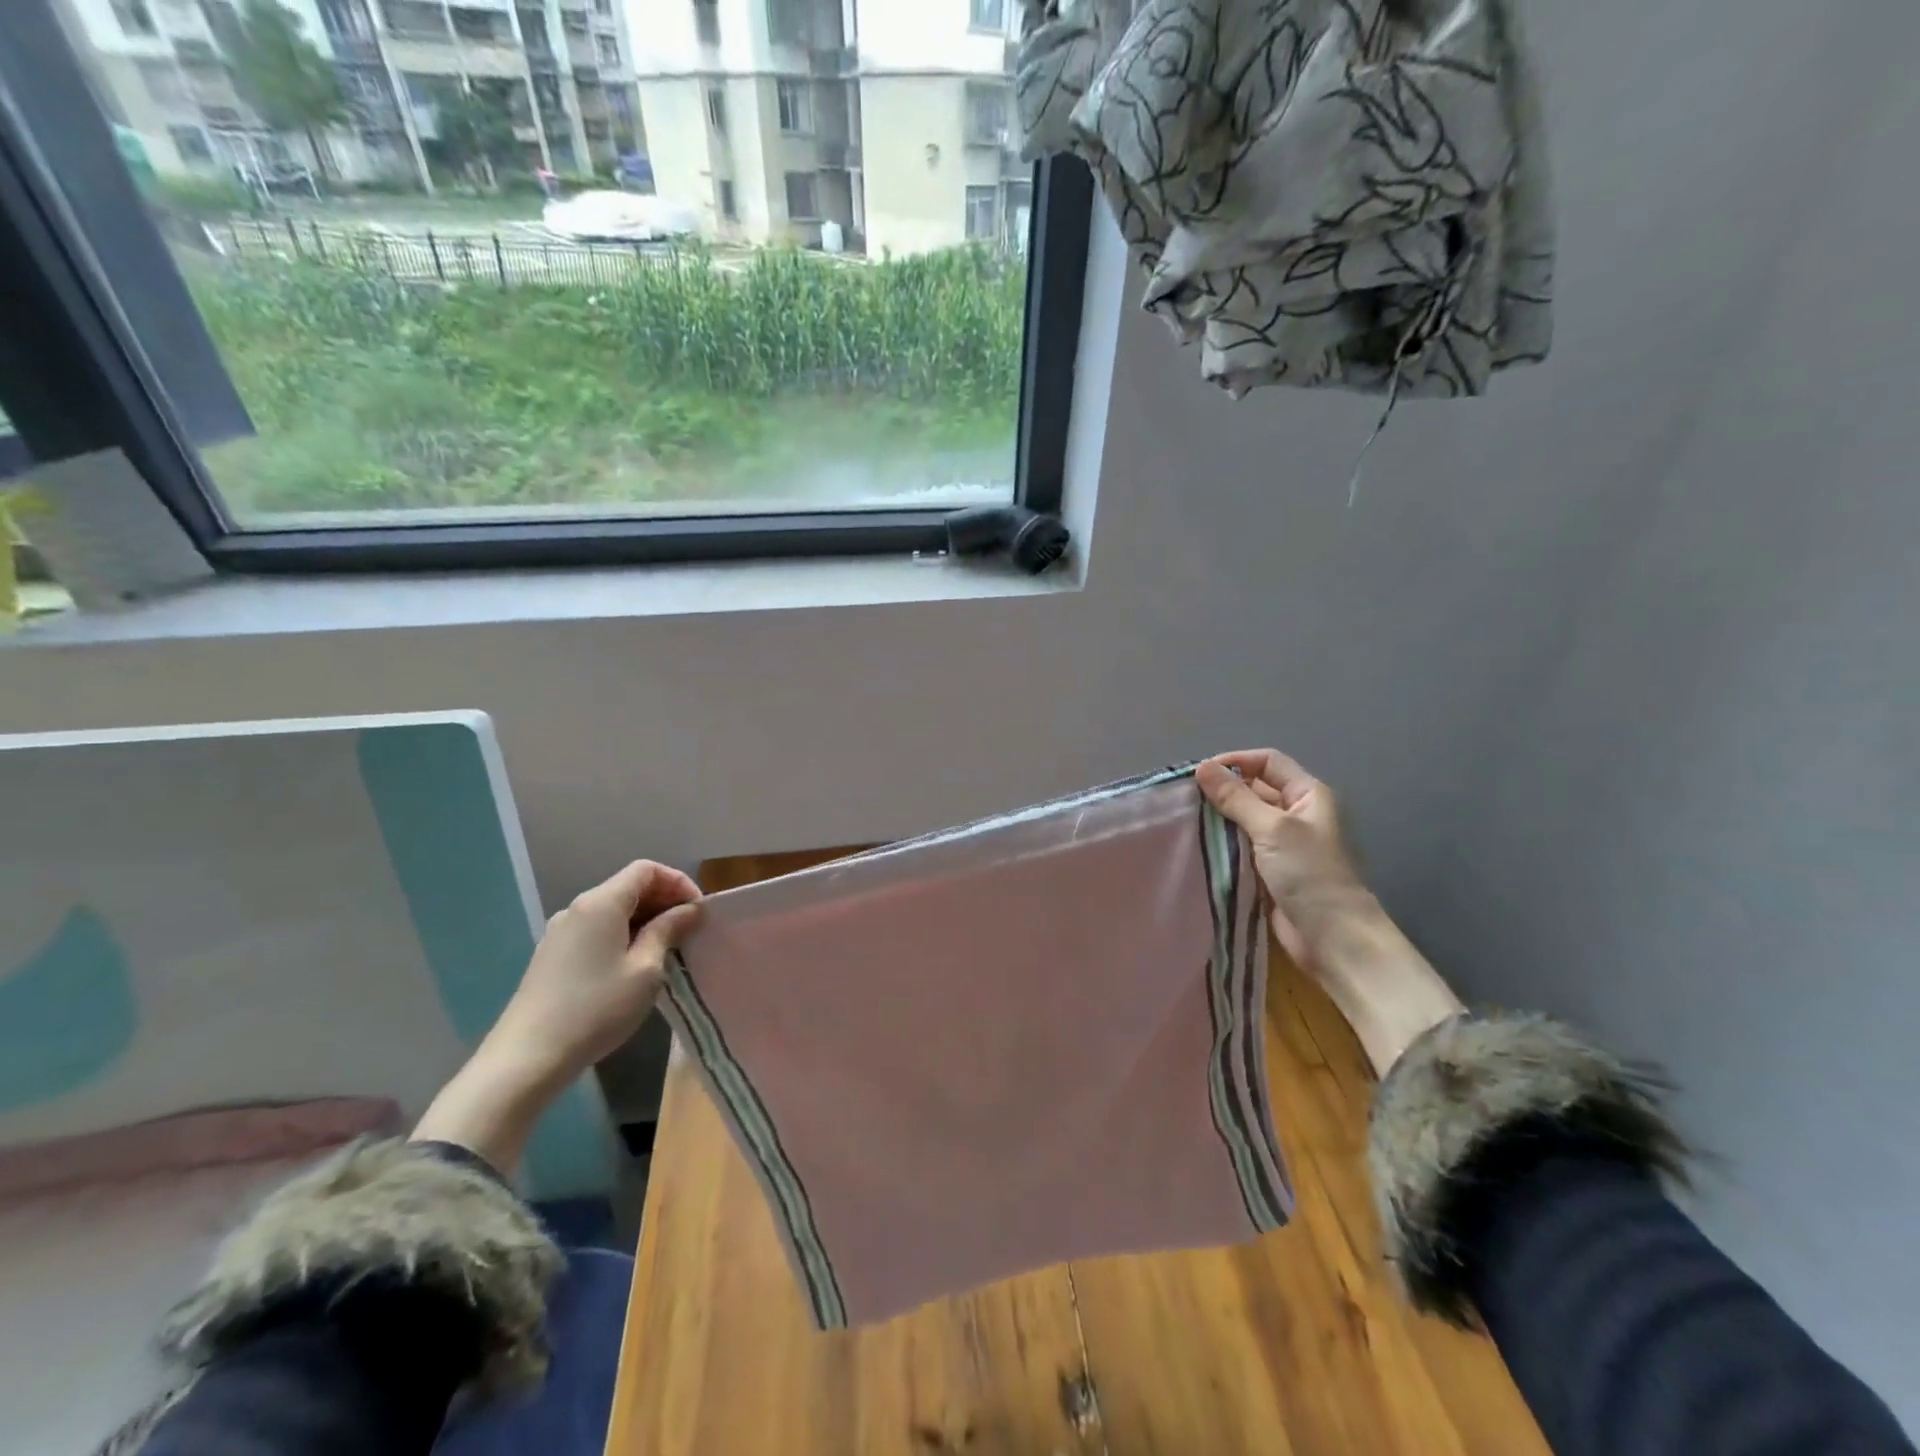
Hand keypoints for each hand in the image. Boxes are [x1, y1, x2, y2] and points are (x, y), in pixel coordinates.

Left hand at [491, 860, 704, 1083]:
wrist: (528, 1057)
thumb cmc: (596, 1008)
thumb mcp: (646, 969)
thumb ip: (668, 930)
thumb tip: (689, 910)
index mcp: (601, 902)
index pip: (646, 870)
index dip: (678, 882)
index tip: (697, 911)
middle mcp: (578, 908)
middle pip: (628, 887)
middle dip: (663, 901)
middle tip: (688, 930)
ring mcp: (560, 932)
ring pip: (612, 910)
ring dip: (644, 920)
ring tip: (666, 949)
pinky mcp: (552, 955)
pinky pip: (596, 930)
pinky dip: (622, 935)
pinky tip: (633, 965)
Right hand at [1197, 749, 1460, 1076]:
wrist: (1332, 937)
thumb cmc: (1309, 873)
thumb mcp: (1272, 828)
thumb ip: (1236, 797)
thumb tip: (1203, 767)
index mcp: (1308, 795)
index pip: (1268, 762)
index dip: (1236, 761)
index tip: (1200, 773)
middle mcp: (1297, 814)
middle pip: (1255, 789)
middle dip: (1223, 791)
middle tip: (1185, 799)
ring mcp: (1284, 844)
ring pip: (1244, 820)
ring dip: (1219, 819)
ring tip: (1185, 820)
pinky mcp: (1271, 870)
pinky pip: (1241, 847)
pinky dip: (1223, 844)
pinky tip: (1198, 845)